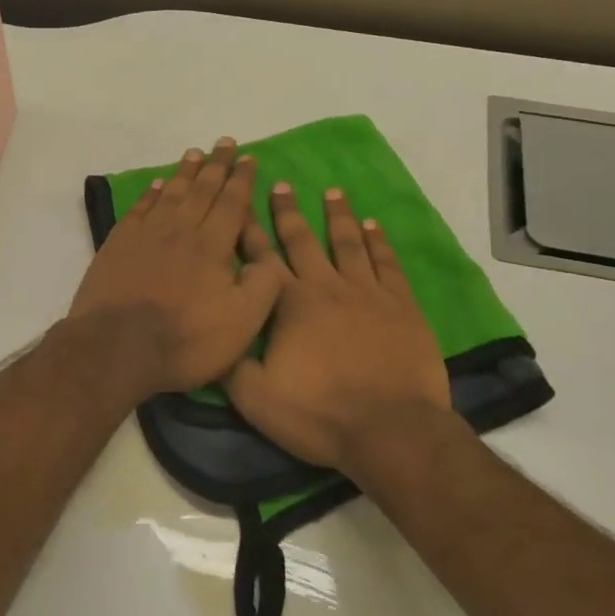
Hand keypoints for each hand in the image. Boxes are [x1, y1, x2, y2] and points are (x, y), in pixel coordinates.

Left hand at [69, 140, 288, 400]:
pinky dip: (151, 194)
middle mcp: (180, 230)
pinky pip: (140, 209)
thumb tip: (266, 257)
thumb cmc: (185, 339)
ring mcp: (145, 235)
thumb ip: (263, 285)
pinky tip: (157, 186)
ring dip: (185, 173)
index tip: (248, 158)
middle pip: (201, 190)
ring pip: (171, 194)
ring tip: (194, 153)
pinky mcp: (117, 246)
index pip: (231, 203)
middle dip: (216, 165)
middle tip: (224, 142)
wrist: (116, 348)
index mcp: (212, 246)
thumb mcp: (242, 322)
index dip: (241, 179)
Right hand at [226, 184, 452, 470]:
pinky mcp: (401, 305)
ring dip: (338, 216)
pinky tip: (373, 226)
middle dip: (288, 212)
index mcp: (289, 304)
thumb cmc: (319, 414)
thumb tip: (214, 333)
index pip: (262, 259)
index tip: (242, 204)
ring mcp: (367, 293)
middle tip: (281, 185)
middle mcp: (326, 287)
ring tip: (332, 192)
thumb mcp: (255, 398)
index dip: (249, 231)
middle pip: (303, 241)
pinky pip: (387, 263)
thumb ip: (229, 363)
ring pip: (348, 243)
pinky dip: (379, 242)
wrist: (390, 430)